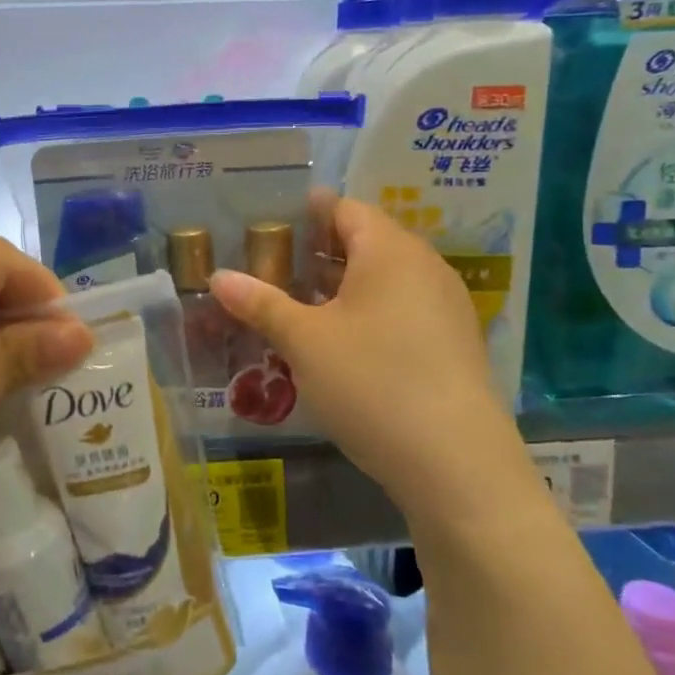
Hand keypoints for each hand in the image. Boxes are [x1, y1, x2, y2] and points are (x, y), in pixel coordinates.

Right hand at [210, 196, 533, 527]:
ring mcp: (444, 308)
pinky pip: (400, 310)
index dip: (307, 211)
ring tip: (295, 303)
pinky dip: (365, 312)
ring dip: (340, 285)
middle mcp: (424, 268)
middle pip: (365, 241)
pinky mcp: (451, 346)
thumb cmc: (372, 382)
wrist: (456, 465)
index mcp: (390, 251)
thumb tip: (218, 277)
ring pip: (383, 279)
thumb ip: (260, 303)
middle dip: (318, 251)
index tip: (270, 222)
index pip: (345, 209)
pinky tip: (337, 342)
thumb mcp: (304, 342)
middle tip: (272, 265)